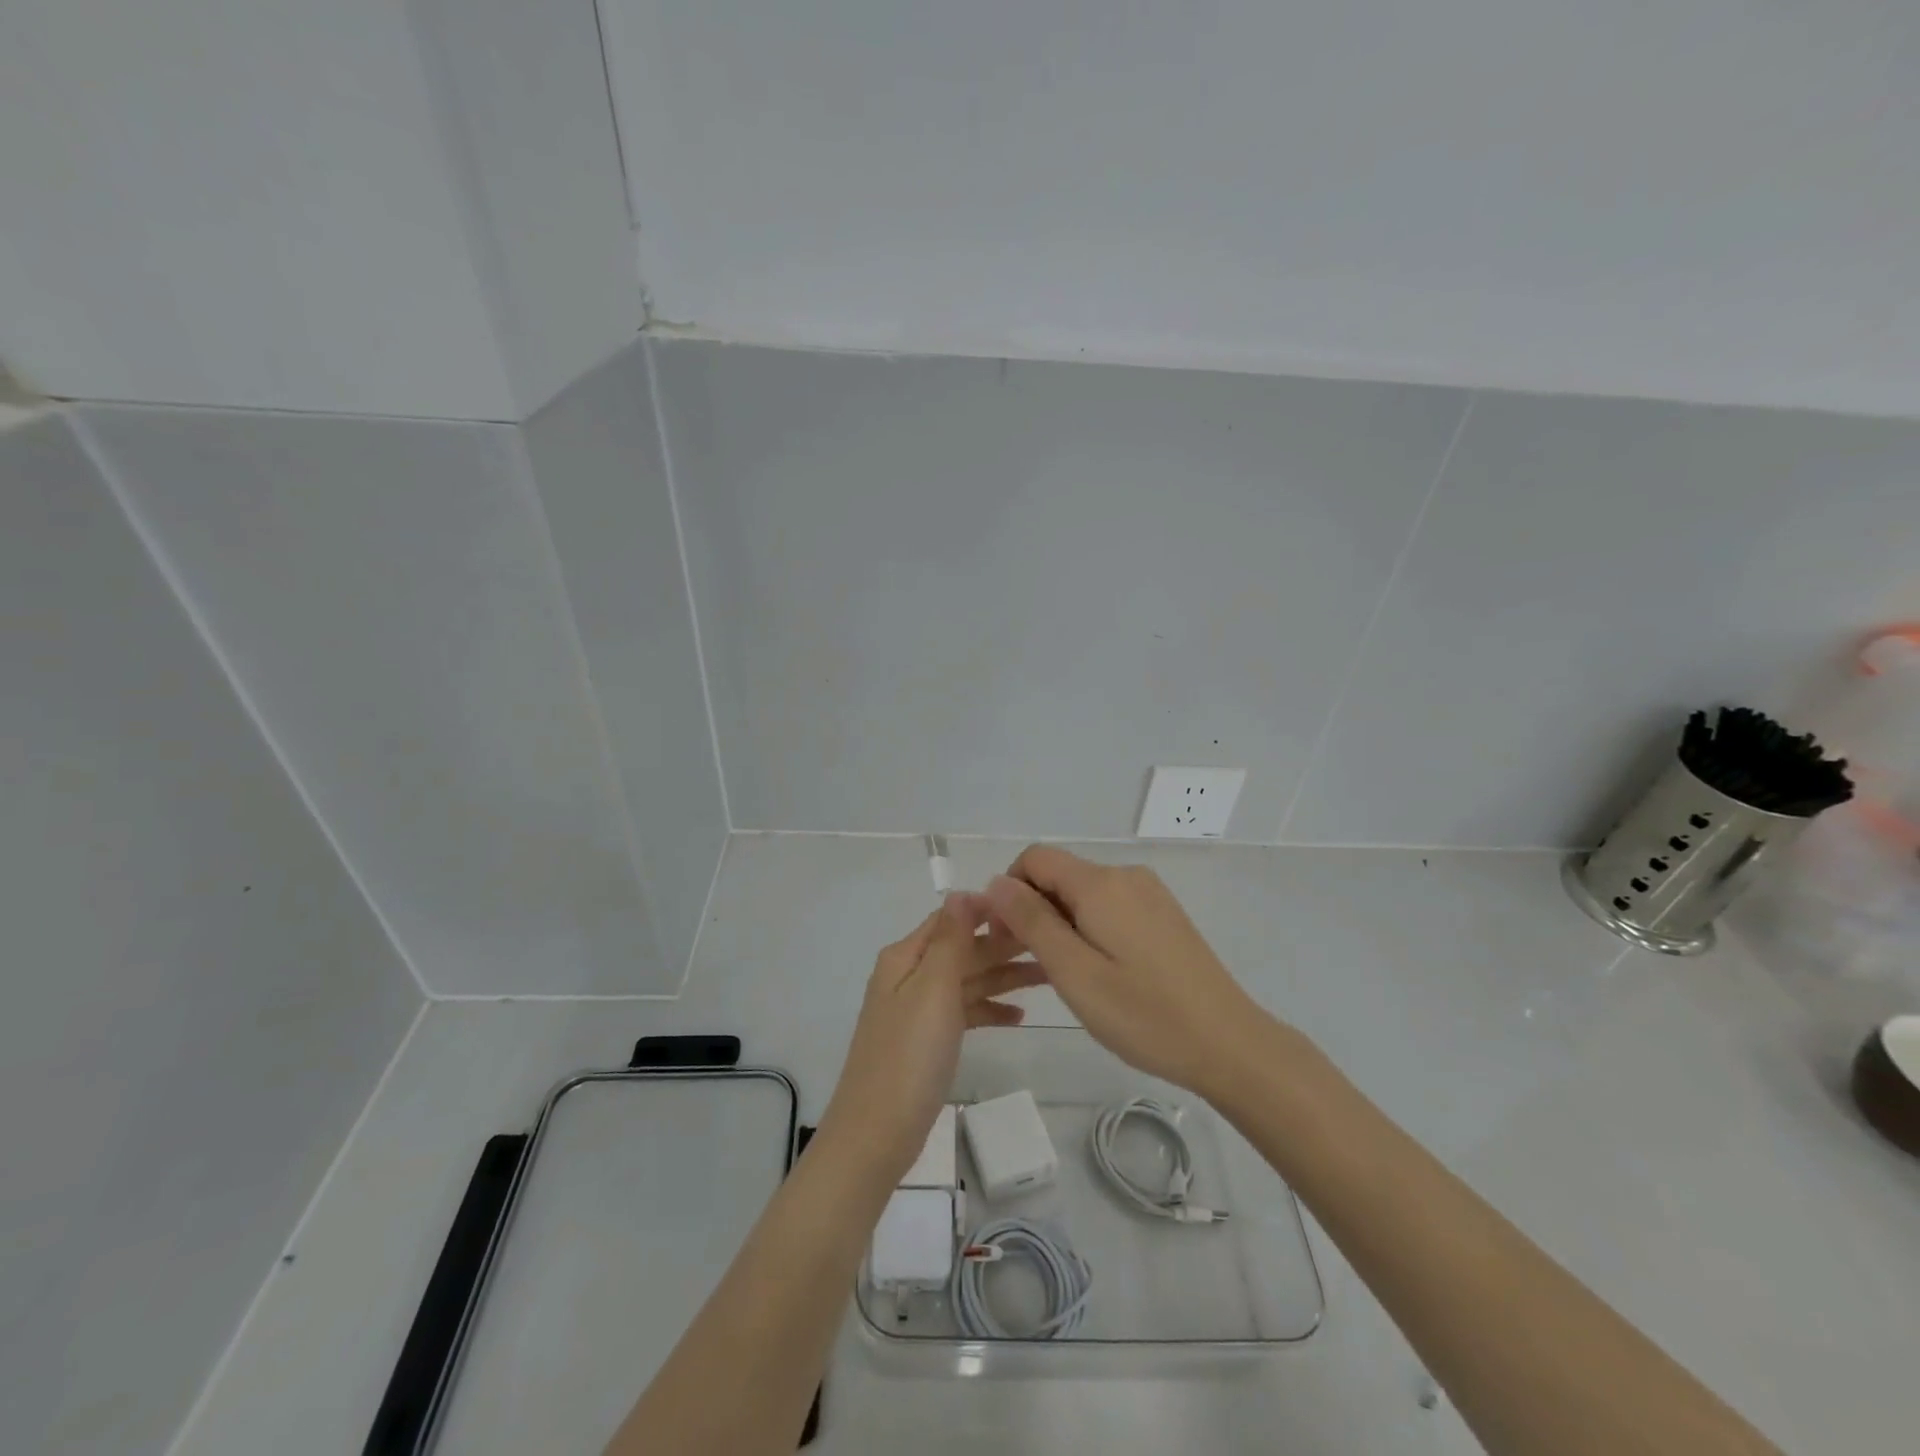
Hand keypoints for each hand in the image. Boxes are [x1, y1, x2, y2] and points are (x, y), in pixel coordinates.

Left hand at [818, 899, 1043, 1180]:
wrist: (876, 1135)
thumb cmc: (908, 1056)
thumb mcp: (932, 989)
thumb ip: (950, 939)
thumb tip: (962, 891)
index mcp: (906, 957)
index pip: (951, 918)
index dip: (988, 910)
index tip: (1032, 908)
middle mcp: (910, 975)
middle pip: (963, 949)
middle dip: (1004, 945)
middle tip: (1053, 942)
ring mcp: (918, 1010)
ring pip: (968, 981)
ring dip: (1004, 977)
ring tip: (1051, 977)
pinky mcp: (927, 1041)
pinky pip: (964, 1012)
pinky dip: (989, 1009)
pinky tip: (1019, 1016)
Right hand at [979, 846, 1281, 1098]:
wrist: (1228, 1043)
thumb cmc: (1144, 1014)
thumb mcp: (1075, 973)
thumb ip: (1032, 922)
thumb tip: (996, 882)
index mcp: (1100, 883)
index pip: (1034, 859)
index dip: (1009, 891)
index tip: (1006, 938)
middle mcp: (1125, 875)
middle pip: (1059, 874)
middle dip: (1034, 910)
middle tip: (1035, 967)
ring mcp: (1149, 893)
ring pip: (1084, 892)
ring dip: (1061, 922)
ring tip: (1071, 977)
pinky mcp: (1163, 913)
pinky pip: (1110, 905)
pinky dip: (1090, 927)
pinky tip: (1103, 971)